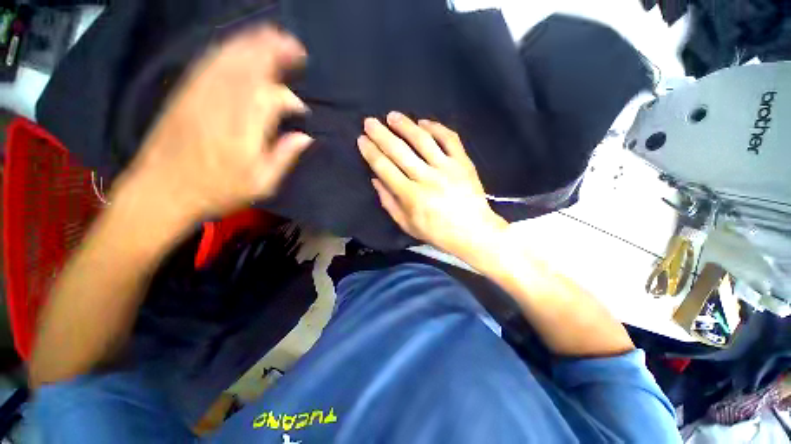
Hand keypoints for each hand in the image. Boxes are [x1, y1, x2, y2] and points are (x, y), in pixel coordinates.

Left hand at [118, 25, 311, 219]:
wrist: (162, 190)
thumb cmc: (217, 191)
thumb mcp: (261, 184)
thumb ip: (284, 157)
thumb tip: (305, 137)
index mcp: (244, 130)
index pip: (272, 99)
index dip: (291, 99)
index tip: (302, 110)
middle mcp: (222, 105)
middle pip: (250, 67)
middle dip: (274, 52)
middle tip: (295, 46)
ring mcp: (200, 95)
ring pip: (229, 59)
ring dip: (252, 44)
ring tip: (273, 36)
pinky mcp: (185, 93)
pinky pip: (208, 63)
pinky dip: (227, 50)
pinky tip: (239, 46)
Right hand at [358, 112, 507, 259]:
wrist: (473, 231)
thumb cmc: (437, 232)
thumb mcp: (407, 225)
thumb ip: (389, 203)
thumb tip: (375, 179)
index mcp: (411, 196)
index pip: (385, 168)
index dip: (371, 152)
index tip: (362, 139)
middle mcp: (426, 178)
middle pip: (399, 151)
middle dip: (381, 134)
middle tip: (370, 121)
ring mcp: (446, 168)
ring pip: (423, 140)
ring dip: (405, 125)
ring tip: (392, 116)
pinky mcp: (463, 162)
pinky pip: (449, 139)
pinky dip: (436, 128)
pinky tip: (424, 122)